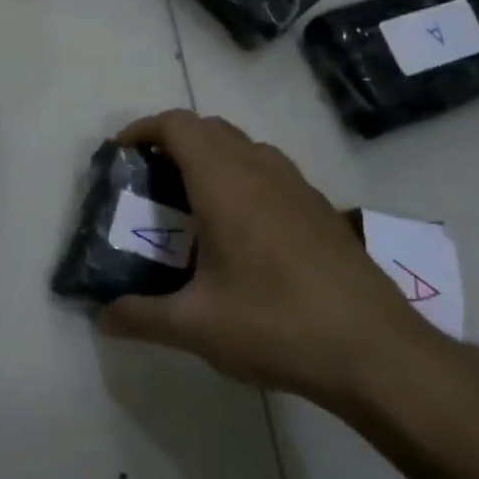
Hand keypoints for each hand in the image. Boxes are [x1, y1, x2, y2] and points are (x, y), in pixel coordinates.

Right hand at [94, 110, 451, 412]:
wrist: (377, 352)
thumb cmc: (276, 326)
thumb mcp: (195, 327)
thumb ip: (139, 317)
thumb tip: (101, 318)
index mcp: (225, 185)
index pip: (178, 125)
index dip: (143, 129)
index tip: (120, 154)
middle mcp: (262, 171)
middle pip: (209, 128)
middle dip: (171, 142)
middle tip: (147, 182)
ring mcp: (298, 188)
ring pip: (244, 147)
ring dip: (209, 157)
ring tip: (187, 203)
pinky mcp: (321, 209)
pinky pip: (269, 171)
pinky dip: (240, 178)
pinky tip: (236, 231)